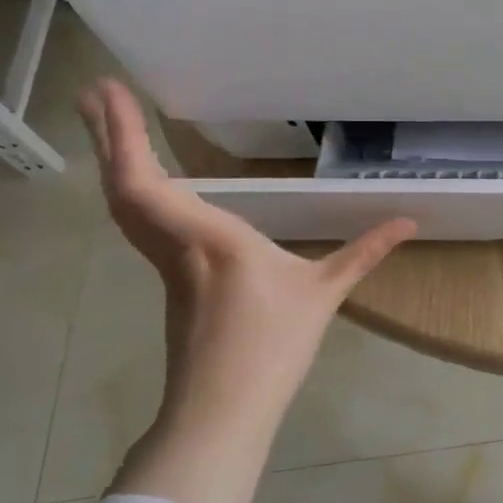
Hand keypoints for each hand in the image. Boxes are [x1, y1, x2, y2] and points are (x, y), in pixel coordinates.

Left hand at [78, 78, 414, 502]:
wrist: (221, 411)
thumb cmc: (273, 347)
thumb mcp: (324, 294)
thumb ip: (363, 252)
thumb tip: (408, 221)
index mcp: (211, 238)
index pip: (148, 182)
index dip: (126, 137)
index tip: (112, 91)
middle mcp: (176, 243)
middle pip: (123, 185)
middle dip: (108, 137)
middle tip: (93, 91)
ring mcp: (166, 265)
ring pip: (125, 206)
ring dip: (115, 162)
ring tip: (110, 125)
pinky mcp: (170, 282)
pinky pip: (140, 224)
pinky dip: (132, 191)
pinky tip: (145, 185)